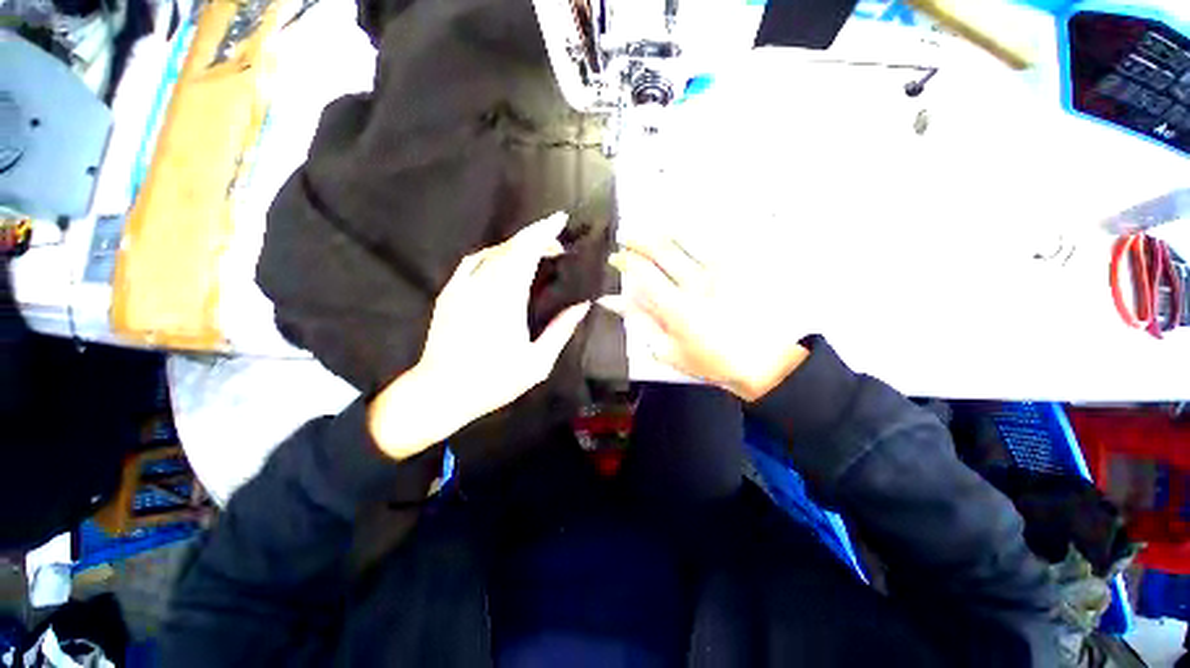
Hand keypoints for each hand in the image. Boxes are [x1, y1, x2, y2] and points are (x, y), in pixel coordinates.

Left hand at [369, 213, 590, 459]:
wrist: (440, 391)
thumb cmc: (493, 380)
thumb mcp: (537, 362)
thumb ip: (561, 330)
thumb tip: (582, 306)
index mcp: (506, 299)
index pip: (526, 252)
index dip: (543, 232)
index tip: (560, 219)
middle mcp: (482, 284)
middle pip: (510, 247)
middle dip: (535, 236)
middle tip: (556, 240)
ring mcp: (461, 287)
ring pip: (492, 251)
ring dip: (516, 246)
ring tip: (535, 251)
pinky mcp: (449, 293)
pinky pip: (473, 262)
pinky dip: (493, 254)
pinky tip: (503, 262)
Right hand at [604, 235, 808, 401]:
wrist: (762, 361)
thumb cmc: (710, 360)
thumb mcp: (667, 349)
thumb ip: (640, 322)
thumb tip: (614, 302)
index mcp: (676, 306)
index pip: (643, 273)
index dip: (626, 261)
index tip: (616, 257)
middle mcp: (696, 283)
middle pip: (662, 250)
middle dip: (640, 239)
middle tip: (628, 235)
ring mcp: (720, 271)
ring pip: (687, 239)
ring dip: (664, 231)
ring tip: (652, 229)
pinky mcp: (739, 266)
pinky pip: (714, 241)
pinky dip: (696, 232)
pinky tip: (686, 230)